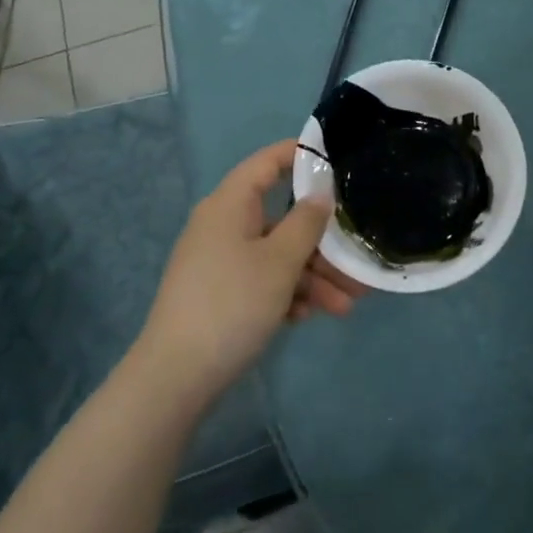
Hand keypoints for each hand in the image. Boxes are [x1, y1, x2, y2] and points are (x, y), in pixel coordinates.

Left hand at [138, 140, 366, 405]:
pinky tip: (308, 317)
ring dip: (312, 276)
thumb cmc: (232, 304)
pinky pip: (261, 280)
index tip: (338, 161)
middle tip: (356, 260)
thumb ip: (306, 222)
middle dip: (322, 242)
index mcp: (230, 205)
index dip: (302, 155)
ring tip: (346, 305)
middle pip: (281, 218)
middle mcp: (223, 225)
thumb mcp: (280, 261)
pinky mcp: (219, 292)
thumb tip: (321, 191)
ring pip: (276, 255)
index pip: (268, 162)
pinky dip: (287, 293)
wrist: (176, 377)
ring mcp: (219, 261)